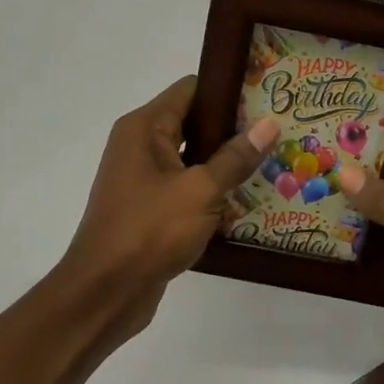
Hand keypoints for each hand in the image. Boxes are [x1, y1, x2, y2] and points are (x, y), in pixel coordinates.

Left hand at [55, 76, 279, 341]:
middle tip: (278, 131)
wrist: (104, 293)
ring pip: (193, 158)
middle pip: (193, 121)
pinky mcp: (150, 208)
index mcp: (144, 128)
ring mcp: (143, 178)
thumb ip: (236, 157)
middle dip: (234, 128)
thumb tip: (269, 124)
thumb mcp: (201, 191)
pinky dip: (212, 190)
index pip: (190, 89)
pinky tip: (248, 199)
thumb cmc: (149, 231)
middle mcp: (140, 145)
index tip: (266, 97)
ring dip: (226, 162)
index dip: (228, 90)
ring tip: (273, 161)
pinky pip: (187, 187)